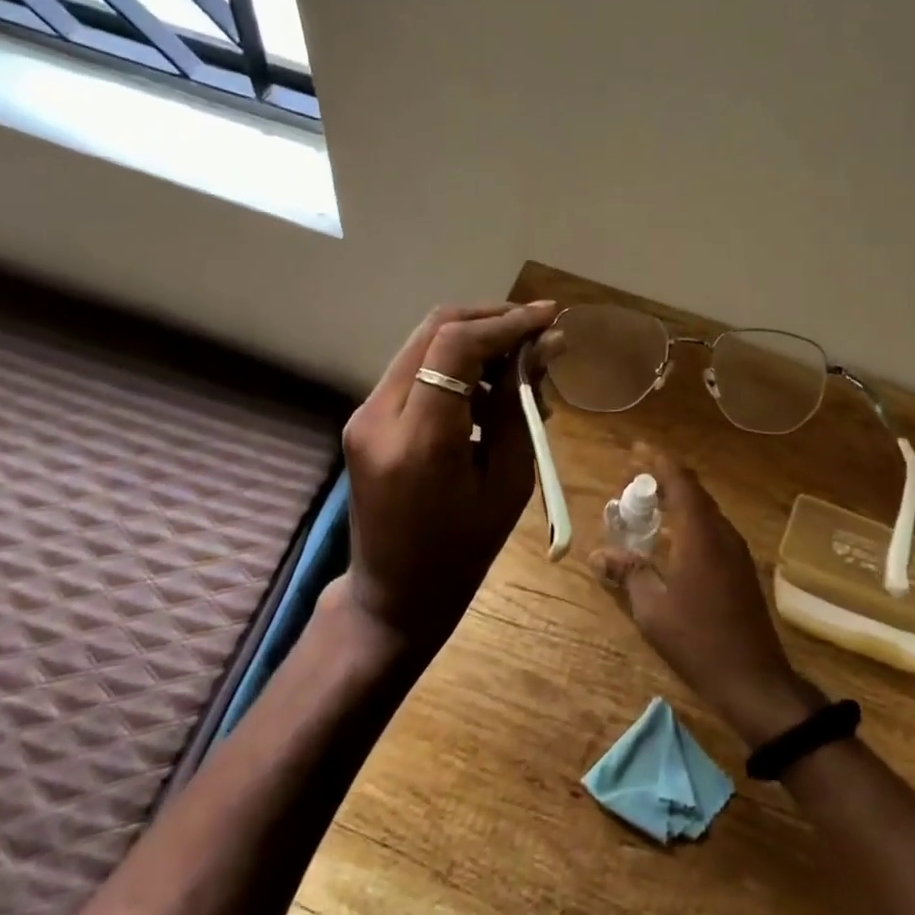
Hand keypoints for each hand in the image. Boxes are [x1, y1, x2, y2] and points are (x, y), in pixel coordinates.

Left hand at [340, 301, 561, 652]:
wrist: (392, 597)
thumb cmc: (461, 553)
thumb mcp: (507, 482)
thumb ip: (520, 406)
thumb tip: (545, 346)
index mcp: (417, 440)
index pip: (456, 346)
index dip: (507, 322)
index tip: (550, 317)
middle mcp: (378, 415)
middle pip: (435, 330)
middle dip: (491, 319)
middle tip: (537, 330)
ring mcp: (364, 414)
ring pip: (424, 344)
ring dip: (474, 340)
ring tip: (520, 366)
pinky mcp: (365, 418)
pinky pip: (415, 370)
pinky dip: (454, 365)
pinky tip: (487, 390)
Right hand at [591, 448, 821, 745]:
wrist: (755, 680)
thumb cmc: (698, 641)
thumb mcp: (652, 609)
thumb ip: (627, 573)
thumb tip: (598, 555)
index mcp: (700, 533)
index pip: (679, 480)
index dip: (657, 460)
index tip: (635, 449)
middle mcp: (721, 532)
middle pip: (693, 491)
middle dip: (664, 479)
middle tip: (633, 481)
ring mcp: (736, 550)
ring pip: (704, 510)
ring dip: (677, 501)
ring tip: (647, 507)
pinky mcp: (741, 568)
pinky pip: (711, 529)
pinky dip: (688, 522)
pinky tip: (671, 541)